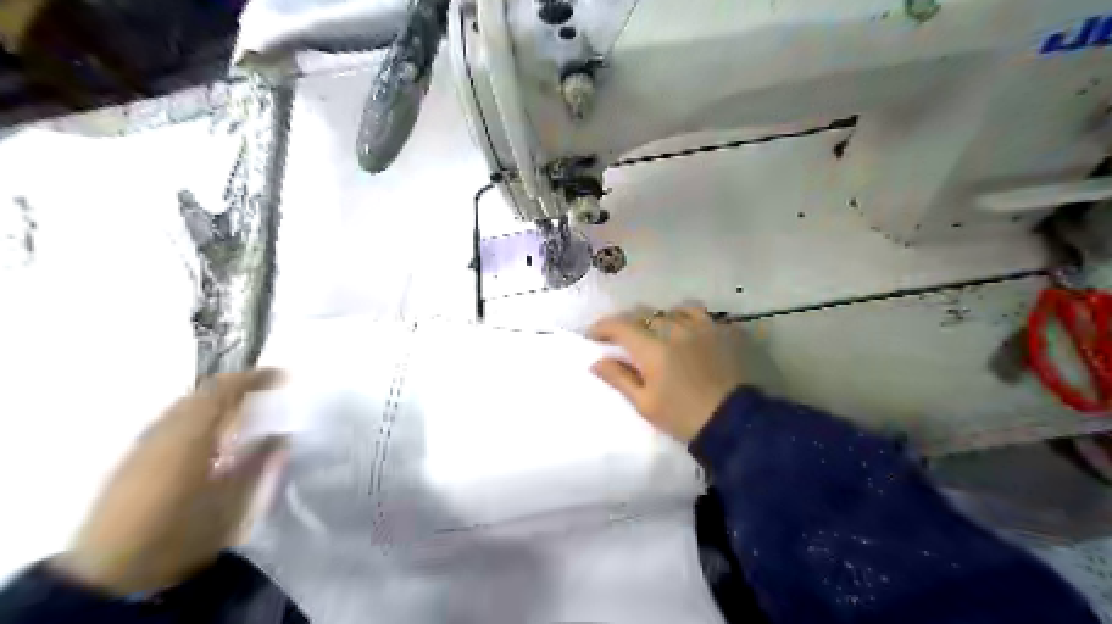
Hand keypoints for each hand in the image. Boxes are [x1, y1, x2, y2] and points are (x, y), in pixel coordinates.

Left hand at [54, 368, 284, 596]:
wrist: (112, 576)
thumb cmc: (184, 532)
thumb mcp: (235, 499)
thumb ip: (258, 462)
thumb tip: (280, 434)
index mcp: (192, 434)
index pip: (224, 390)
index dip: (254, 378)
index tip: (281, 375)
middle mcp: (165, 431)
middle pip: (200, 394)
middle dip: (234, 387)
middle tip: (264, 389)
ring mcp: (144, 446)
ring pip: (184, 408)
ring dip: (215, 402)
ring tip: (242, 410)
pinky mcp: (132, 463)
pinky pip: (171, 424)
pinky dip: (198, 418)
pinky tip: (210, 436)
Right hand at [591, 306, 745, 441]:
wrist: (734, 423)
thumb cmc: (683, 417)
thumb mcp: (645, 404)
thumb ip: (619, 378)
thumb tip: (596, 361)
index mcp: (653, 348)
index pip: (620, 326)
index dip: (603, 327)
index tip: (593, 336)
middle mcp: (676, 329)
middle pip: (644, 314)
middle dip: (629, 323)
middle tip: (622, 338)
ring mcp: (702, 327)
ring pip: (673, 310)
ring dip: (659, 318)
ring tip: (658, 332)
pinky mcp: (723, 330)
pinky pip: (699, 314)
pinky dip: (686, 319)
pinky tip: (687, 332)